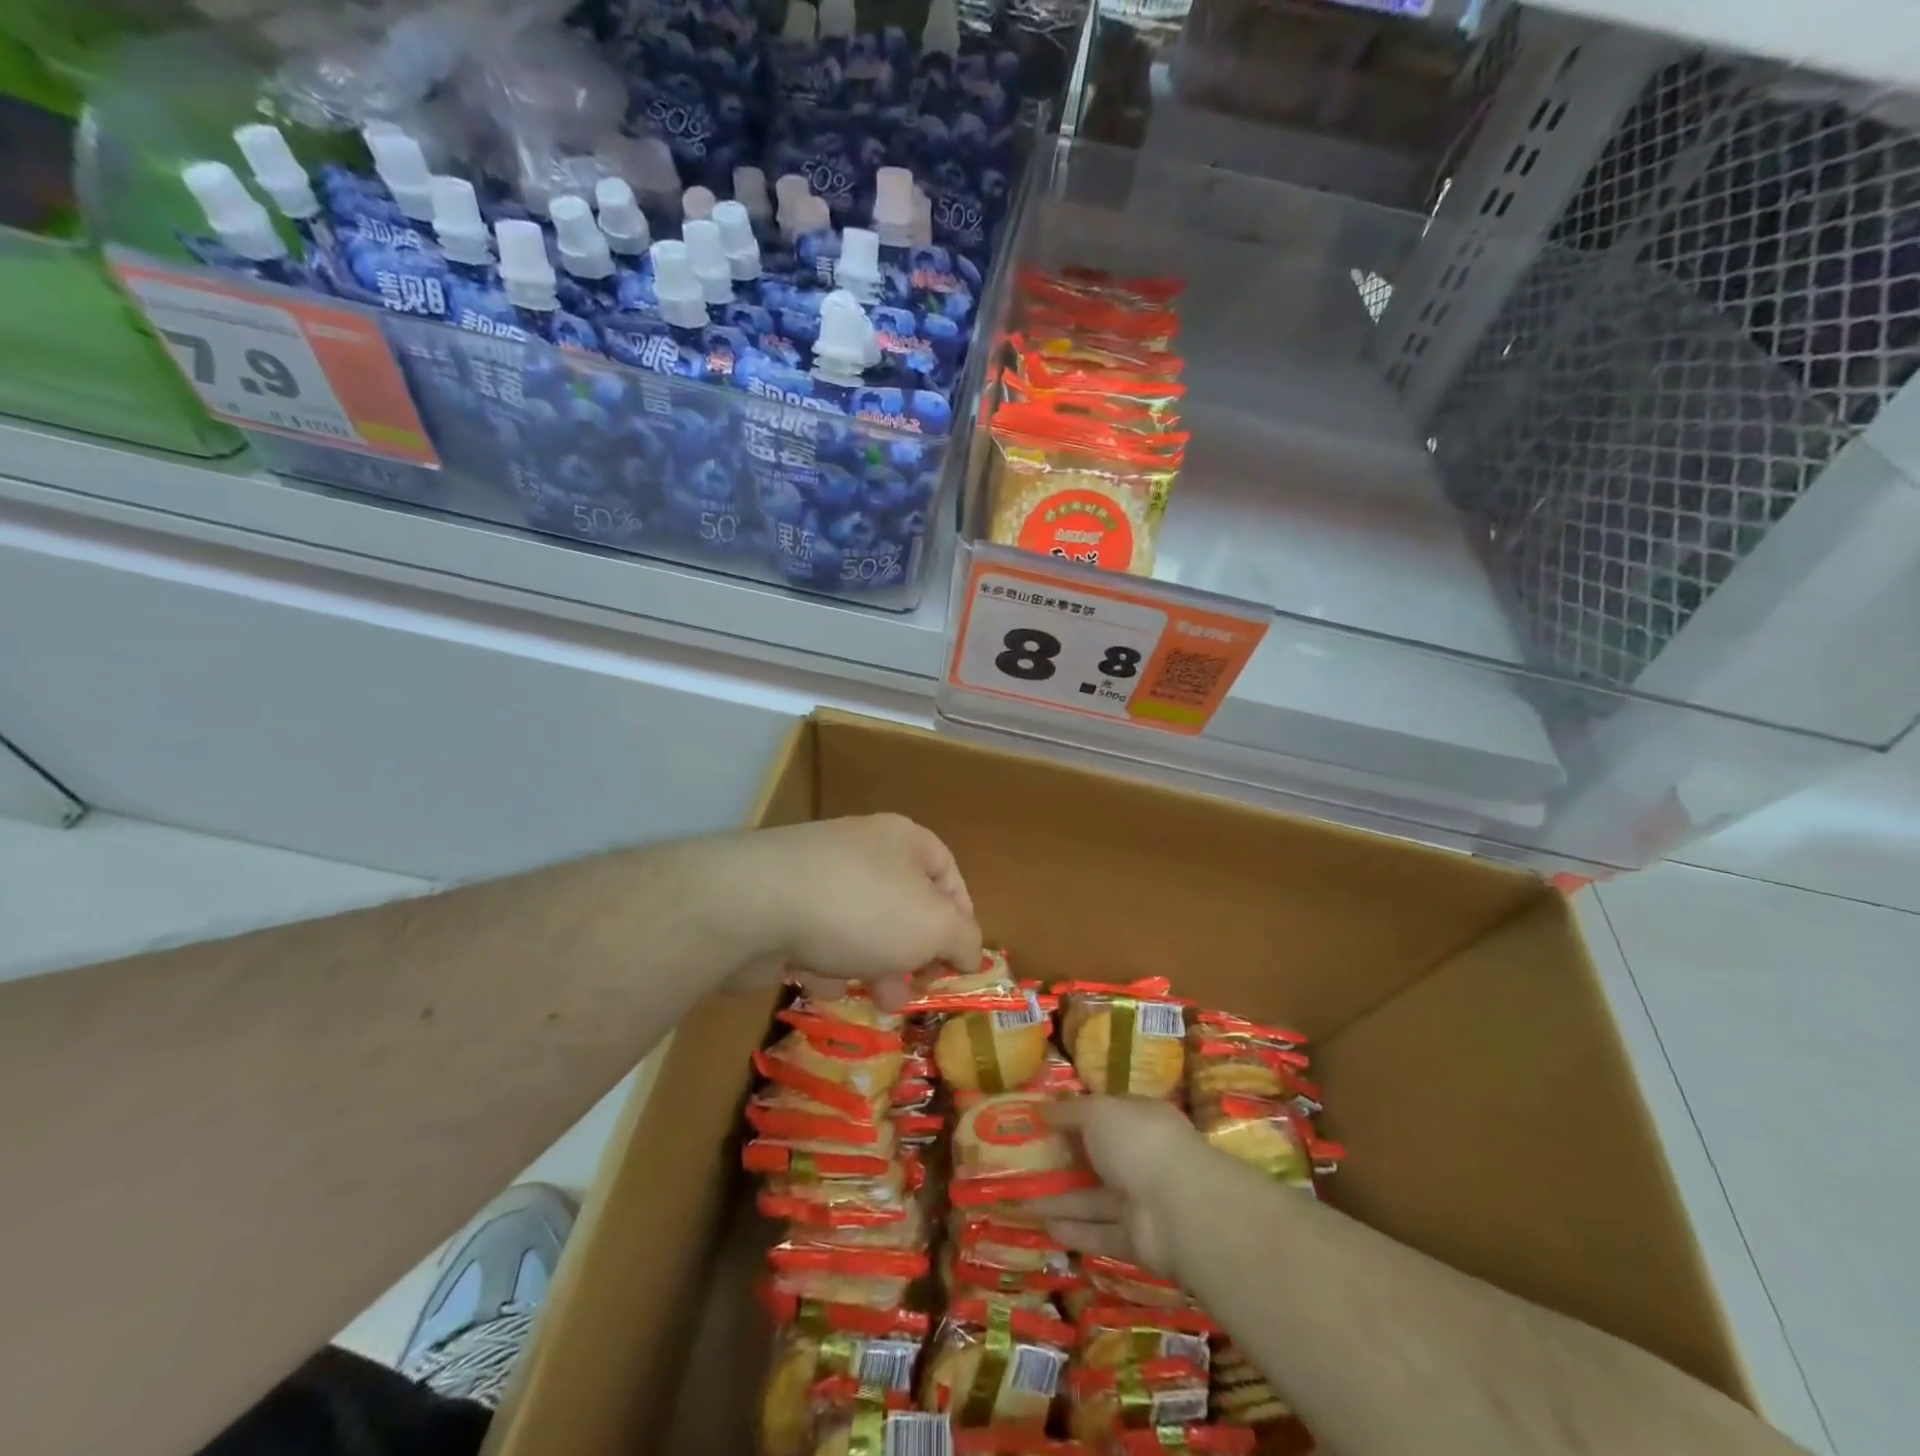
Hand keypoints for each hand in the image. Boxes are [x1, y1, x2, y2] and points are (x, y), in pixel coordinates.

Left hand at [724, 814, 981, 1007]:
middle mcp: (862, 849)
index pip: (947, 873)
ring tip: (875, 997)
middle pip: (903, 905)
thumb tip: (970, 952)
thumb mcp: (935, 926)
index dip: (960, 918)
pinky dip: (825, 963)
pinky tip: (820, 981)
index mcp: (904, 840)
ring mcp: (817, 875)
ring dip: (872, 965)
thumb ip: (964, 939)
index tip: (958, 961)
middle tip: (913, 989)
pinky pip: (818, 938)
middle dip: (913, 954)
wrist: (757, 905)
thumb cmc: (864, 909)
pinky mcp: (781, 905)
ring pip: (861, 926)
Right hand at [1034, 1096, 1203, 1276]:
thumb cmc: (1137, 1141)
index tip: (1042, 1122)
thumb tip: (1041, 1108)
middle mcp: (1141, 1157)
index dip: (1075, 1117)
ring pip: (1094, 1199)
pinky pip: (1101, 1232)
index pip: (1105, 1114)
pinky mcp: (1137, 1239)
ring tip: (1022, 1201)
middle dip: (1064, 1162)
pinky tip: (1045, 1228)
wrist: (1178, 1206)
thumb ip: (1069, 1111)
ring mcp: (1141, 1200)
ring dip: (1061, 1200)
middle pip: (1097, 1159)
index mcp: (1139, 1119)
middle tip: (1025, 1165)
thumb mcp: (1097, 1111)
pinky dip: (1075, 1231)